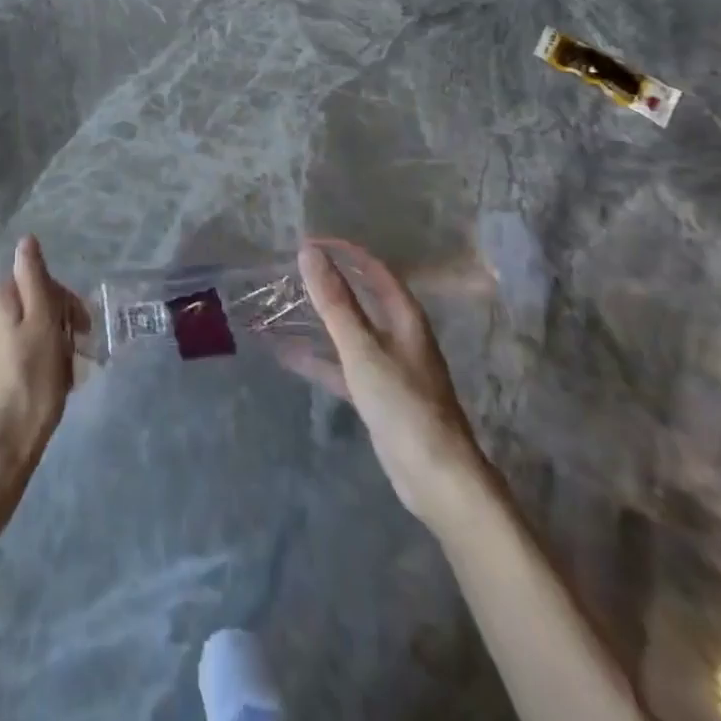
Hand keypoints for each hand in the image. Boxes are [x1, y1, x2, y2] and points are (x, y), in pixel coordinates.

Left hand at [0, 236, 89, 511]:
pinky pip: (2, 355)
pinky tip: (34, 389)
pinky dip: (21, 363)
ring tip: (59, 378)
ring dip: (40, 346)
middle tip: (75, 359)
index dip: (67, 306)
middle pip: (27, 307)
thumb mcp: (43, 327)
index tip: (85, 335)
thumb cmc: (28, 387)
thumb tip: (26, 239)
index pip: (39, 285)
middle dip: (54, 327)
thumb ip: (35, 279)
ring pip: (15, 332)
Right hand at [291, 238, 482, 513]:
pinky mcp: (379, 396)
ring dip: (320, 320)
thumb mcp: (362, 348)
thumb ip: (335, 301)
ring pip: (350, 332)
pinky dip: (319, 359)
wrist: (437, 478)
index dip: (344, 252)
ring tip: (284, 308)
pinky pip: (343, 366)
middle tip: (292, 272)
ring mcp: (390, 367)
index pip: (373, 269)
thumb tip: (309, 253)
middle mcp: (400, 335)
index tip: (308, 243)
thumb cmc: (403, 403)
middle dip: (330, 283)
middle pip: (362, 298)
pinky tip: (288, 356)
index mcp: (404, 317)